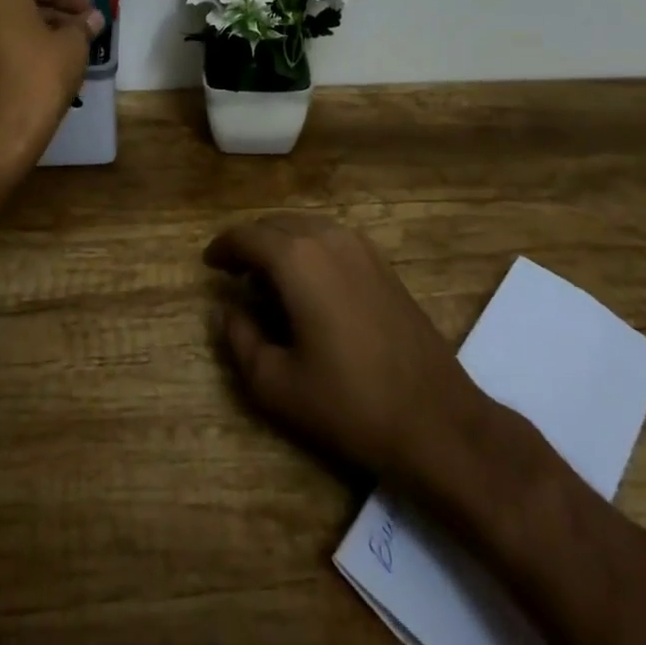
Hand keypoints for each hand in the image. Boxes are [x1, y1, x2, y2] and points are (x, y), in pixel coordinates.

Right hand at [205, 213, 482, 484]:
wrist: (436, 420)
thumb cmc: (350, 404)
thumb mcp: (277, 385)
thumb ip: (240, 341)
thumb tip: (228, 311)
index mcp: (296, 259)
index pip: (246, 236)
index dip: (222, 247)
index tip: (208, 264)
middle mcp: (327, 238)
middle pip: (275, 224)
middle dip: (250, 243)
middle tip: (234, 273)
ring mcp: (360, 246)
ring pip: (305, 227)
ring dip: (280, 243)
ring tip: (267, 278)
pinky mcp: (382, 262)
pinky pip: (331, 238)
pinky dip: (308, 248)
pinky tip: (308, 283)